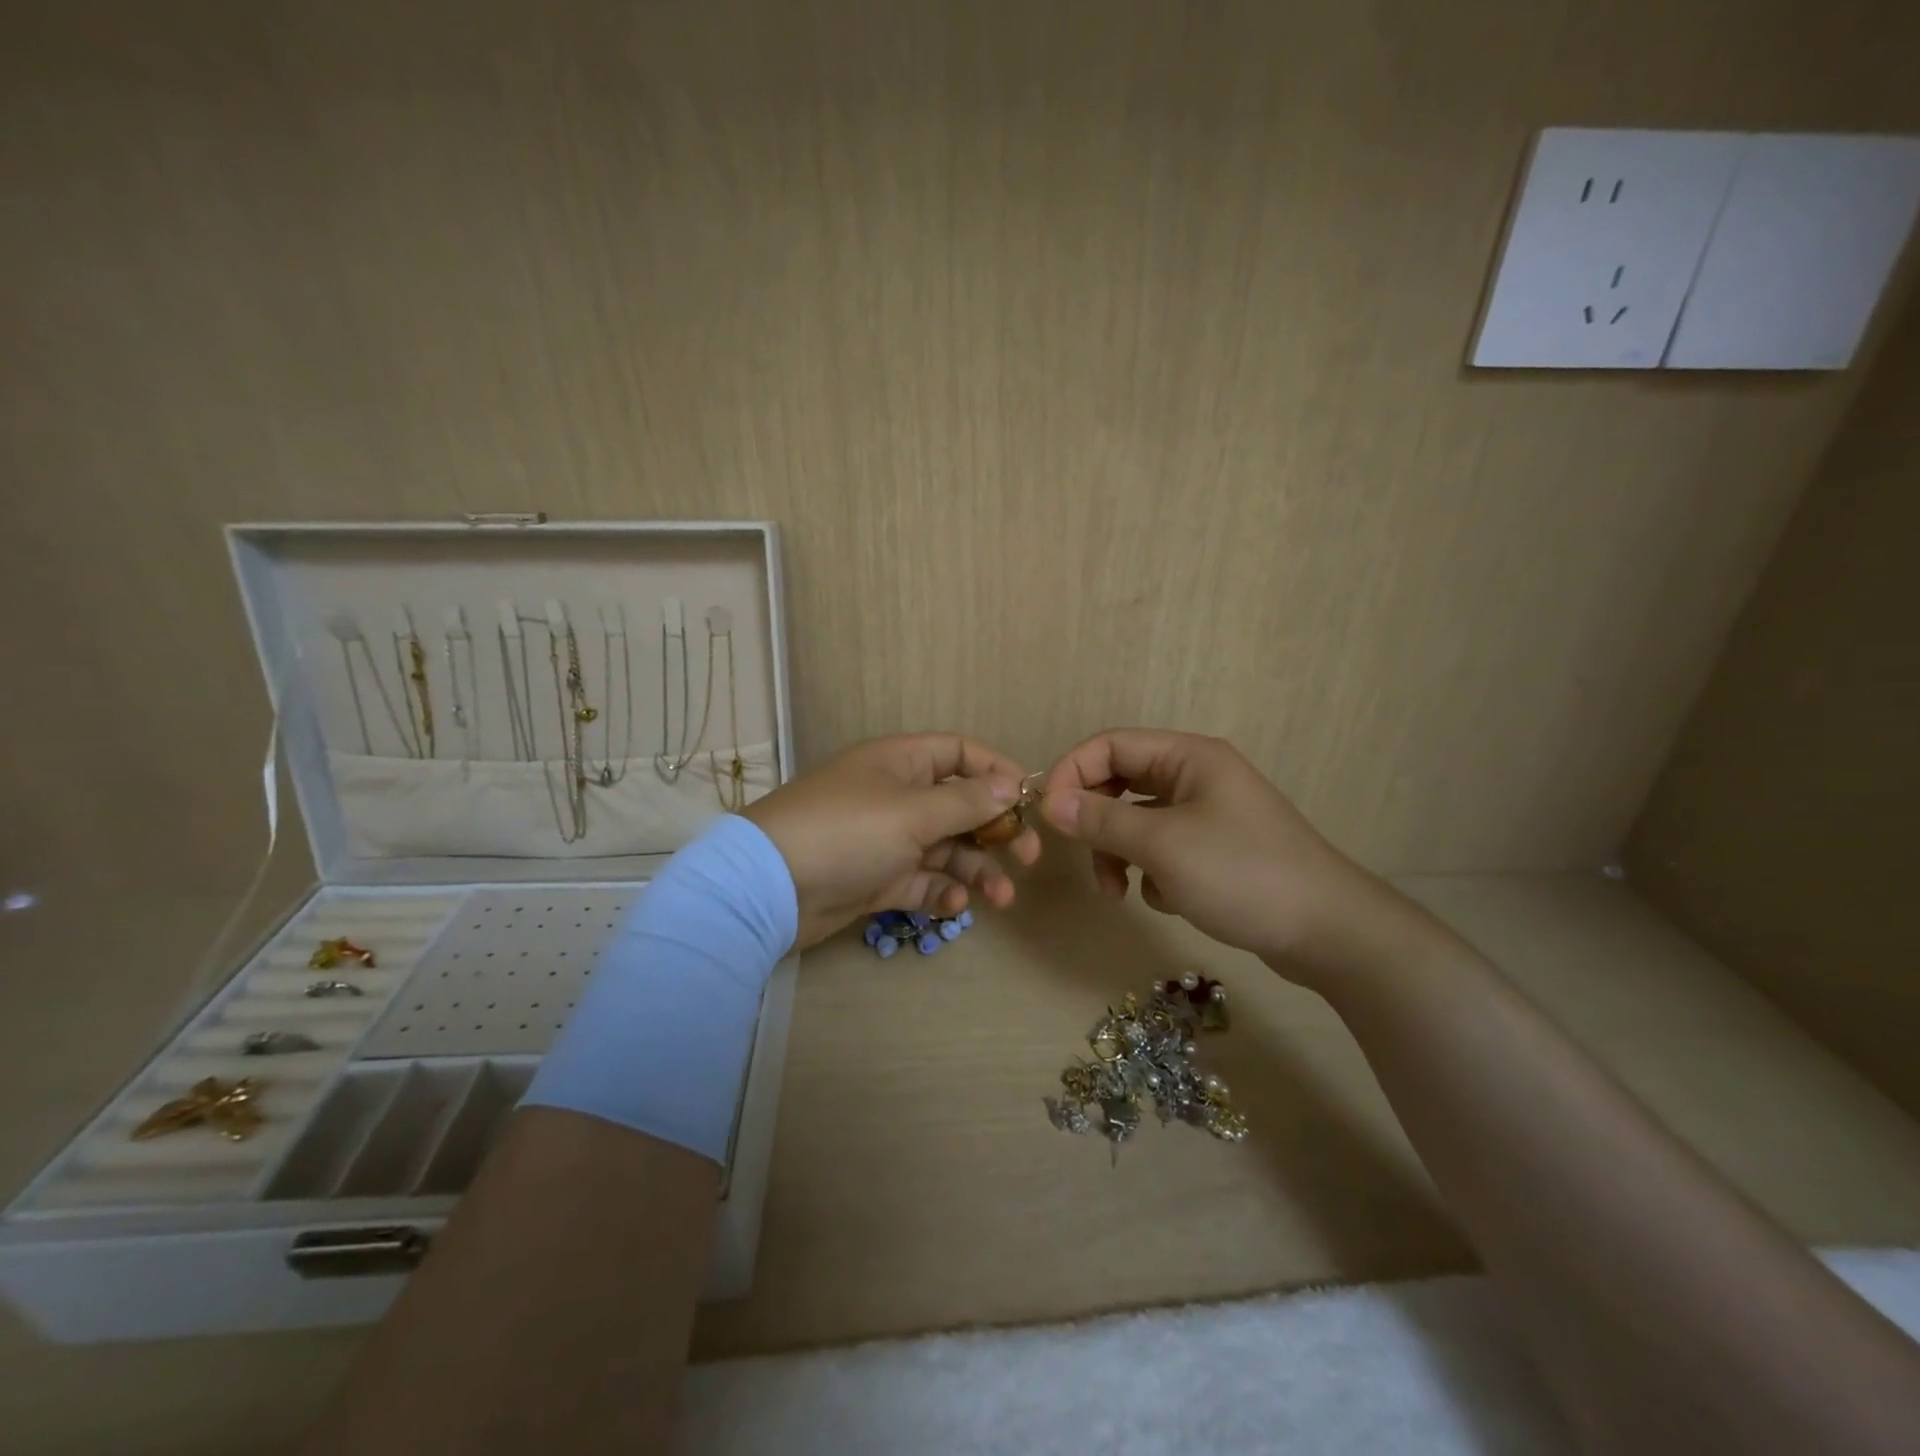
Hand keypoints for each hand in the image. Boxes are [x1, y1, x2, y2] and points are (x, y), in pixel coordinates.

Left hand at [743, 733, 1042, 949]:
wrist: (769, 888)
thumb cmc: (847, 831)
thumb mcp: (913, 812)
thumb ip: (967, 801)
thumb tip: (1013, 784)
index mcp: (901, 762)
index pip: (959, 753)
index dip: (997, 772)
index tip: (1030, 801)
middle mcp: (896, 795)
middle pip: (959, 806)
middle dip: (995, 831)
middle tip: (1028, 858)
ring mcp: (885, 839)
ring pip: (945, 849)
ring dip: (975, 870)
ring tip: (1001, 898)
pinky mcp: (876, 879)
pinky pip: (921, 881)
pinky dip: (940, 892)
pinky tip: (953, 906)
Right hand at [1040, 729, 1430, 979]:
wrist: (1328, 932)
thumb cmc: (1241, 874)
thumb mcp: (1162, 845)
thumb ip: (1101, 819)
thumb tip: (1048, 802)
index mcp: (1188, 757)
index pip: (1110, 745)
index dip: (1072, 773)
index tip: (1048, 815)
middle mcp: (1197, 777)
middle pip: (1121, 783)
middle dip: (1096, 821)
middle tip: (1083, 857)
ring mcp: (1209, 814)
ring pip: (1139, 821)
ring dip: (1120, 853)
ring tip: (1120, 894)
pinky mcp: (1216, 851)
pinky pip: (1163, 850)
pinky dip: (1153, 873)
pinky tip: (1170, 900)